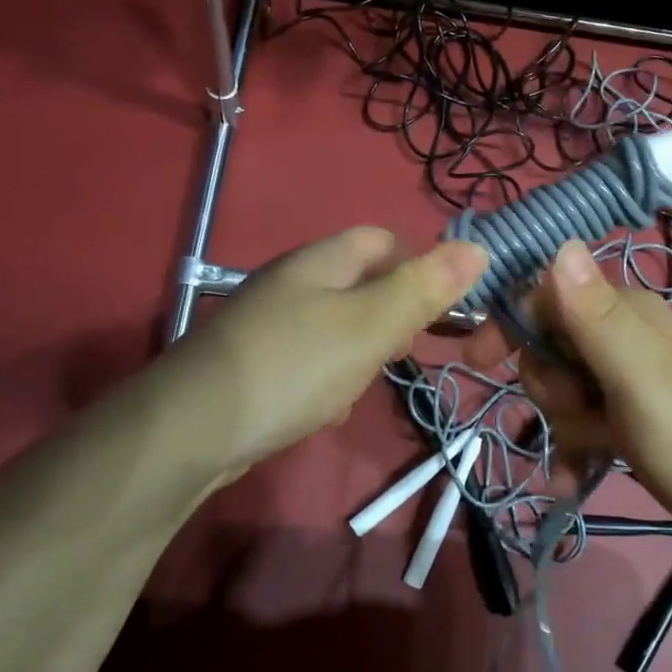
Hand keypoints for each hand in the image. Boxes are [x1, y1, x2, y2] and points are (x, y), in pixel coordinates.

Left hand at [151, 227, 487, 486]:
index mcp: (320, 262)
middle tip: (399, 351)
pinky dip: (329, 380)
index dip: (417, 264)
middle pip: (360, 284)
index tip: (437, 307)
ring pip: (338, 327)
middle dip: (390, 316)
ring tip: (361, 385)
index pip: (381, 240)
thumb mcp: (370, 325)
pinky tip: (326, 410)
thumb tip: (478, 248)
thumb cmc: (294, 367)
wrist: (193, 431)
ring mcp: (270, 324)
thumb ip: (424, 289)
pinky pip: (311, 361)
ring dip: (361, 354)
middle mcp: (292, 283)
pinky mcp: (257, 364)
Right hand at [470, 239, 671, 542]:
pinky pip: (585, 424)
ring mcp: (632, 381)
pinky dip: (576, 450)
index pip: (548, 294)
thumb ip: (595, 315)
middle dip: (549, 386)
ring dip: (564, 424)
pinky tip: (575, 482)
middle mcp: (628, 338)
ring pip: (564, 389)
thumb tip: (560, 242)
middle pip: (551, 347)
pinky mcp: (635, 421)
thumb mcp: (641, 377)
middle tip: (581, 413)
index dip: (511, 323)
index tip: (478, 359)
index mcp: (629, 313)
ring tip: (597, 451)